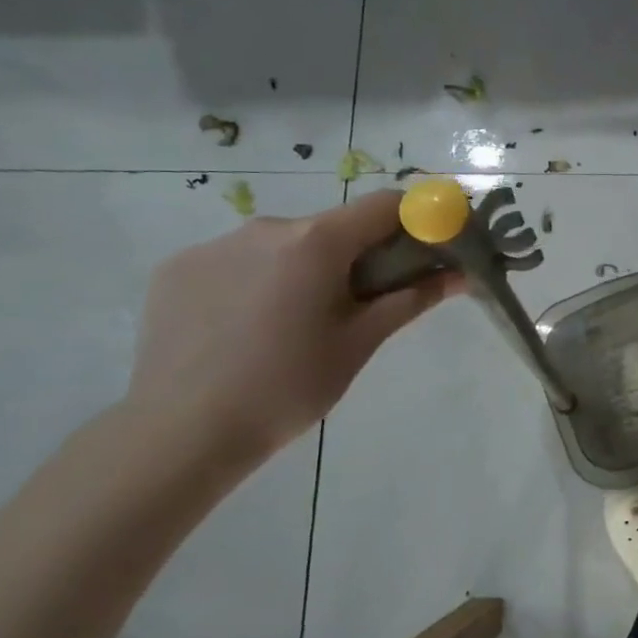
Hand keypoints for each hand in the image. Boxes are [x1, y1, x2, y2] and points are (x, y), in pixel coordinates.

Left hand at [127, 190, 462, 460]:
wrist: (182, 432)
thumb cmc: (290, 386)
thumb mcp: (361, 343)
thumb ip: (411, 299)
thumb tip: (460, 275)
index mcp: (316, 242)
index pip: (384, 206)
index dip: (416, 220)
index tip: (428, 249)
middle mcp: (265, 228)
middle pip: (332, 228)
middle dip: (356, 256)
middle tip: (359, 306)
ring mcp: (213, 245)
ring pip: (282, 246)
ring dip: (304, 270)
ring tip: (294, 326)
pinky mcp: (177, 268)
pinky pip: (237, 262)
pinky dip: (257, 282)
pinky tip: (247, 330)